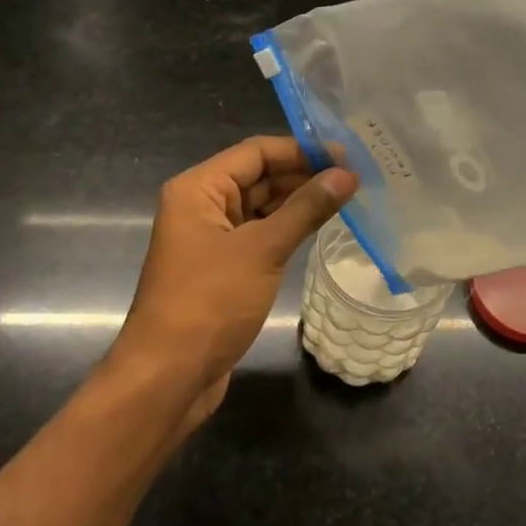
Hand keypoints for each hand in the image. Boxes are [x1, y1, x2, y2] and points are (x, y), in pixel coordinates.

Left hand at [110, 136, 355, 429]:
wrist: (169, 376)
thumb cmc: (210, 302)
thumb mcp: (263, 250)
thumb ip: (306, 208)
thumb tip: (347, 175)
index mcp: (198, 189)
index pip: (256, 152)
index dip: (301, 150)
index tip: (347, 156)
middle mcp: (201, 206)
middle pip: (258, 176)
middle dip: (304, 175)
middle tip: (356, 178)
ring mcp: (211, 239)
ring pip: (261, 207)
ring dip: (299, 202)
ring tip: (347, 198)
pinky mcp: (223, 268)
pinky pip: (260, 235)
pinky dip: (288, 229)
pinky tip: (320, 228)